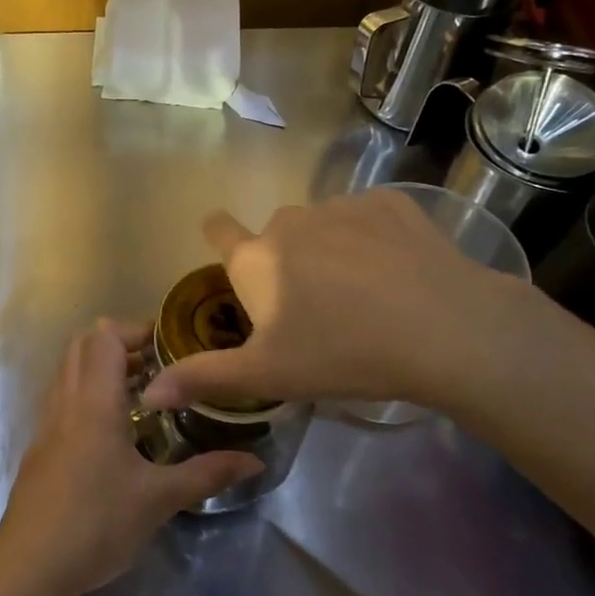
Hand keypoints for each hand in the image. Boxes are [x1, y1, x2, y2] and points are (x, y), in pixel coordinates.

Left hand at [0, 321, 262, 595]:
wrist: (30, 565)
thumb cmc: (97, 523)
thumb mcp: (159, 499)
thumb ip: (207, 474)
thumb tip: (255, 461)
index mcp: (93, 401)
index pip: (105, 336)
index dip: (136, 330)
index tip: (171, 347)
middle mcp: (66, 400)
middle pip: (84, 343)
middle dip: (121, 343)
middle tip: (159, 368)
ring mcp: (47, 422)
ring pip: (70, 369)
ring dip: (102, 367)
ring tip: (142, 394)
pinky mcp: (40, 445)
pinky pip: (63, 396)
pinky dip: (87, 392)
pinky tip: (114, 430)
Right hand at [140, 188, 534, 415]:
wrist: (445, 329)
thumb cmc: (343, 354)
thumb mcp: (268, 375)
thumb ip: (204, 378)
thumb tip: (149, 392)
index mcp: (256, 259)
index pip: (218, 229)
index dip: (218, 236)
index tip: (232, 253)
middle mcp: (289, 221)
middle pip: (276, 237)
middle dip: (287, 263)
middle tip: (316, 309)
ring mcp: (341, 206)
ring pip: (323, 227)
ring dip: (331, 250)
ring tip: (365, 294)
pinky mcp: (390, 203)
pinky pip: (368, 217)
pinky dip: (375, 238)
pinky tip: (399, 271)